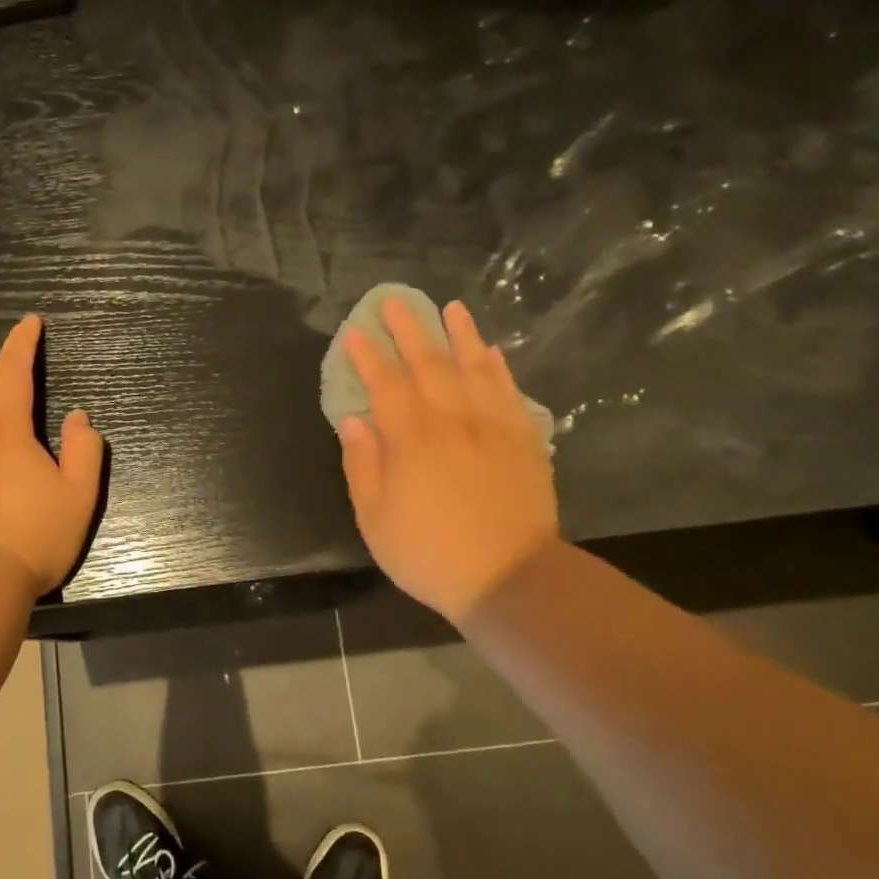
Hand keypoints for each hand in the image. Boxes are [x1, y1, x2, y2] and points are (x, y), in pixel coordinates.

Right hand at [338, 297, 558, 623]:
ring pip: (474, 367)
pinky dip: (499, 367)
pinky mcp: (524, 438)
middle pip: (429, 363)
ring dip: (460, 334)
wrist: (509, 577)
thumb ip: (362, 465)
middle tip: (395, 301)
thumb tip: (354, 420)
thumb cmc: (429, 553)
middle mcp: (452, 420)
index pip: (385, 384)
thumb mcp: (375, 519)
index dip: (369, 356)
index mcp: (411, 439)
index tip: (356, 333)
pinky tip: (491, 351)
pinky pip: (510, 391)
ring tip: (450, 308)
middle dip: (409, 329)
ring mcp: (492, 425)